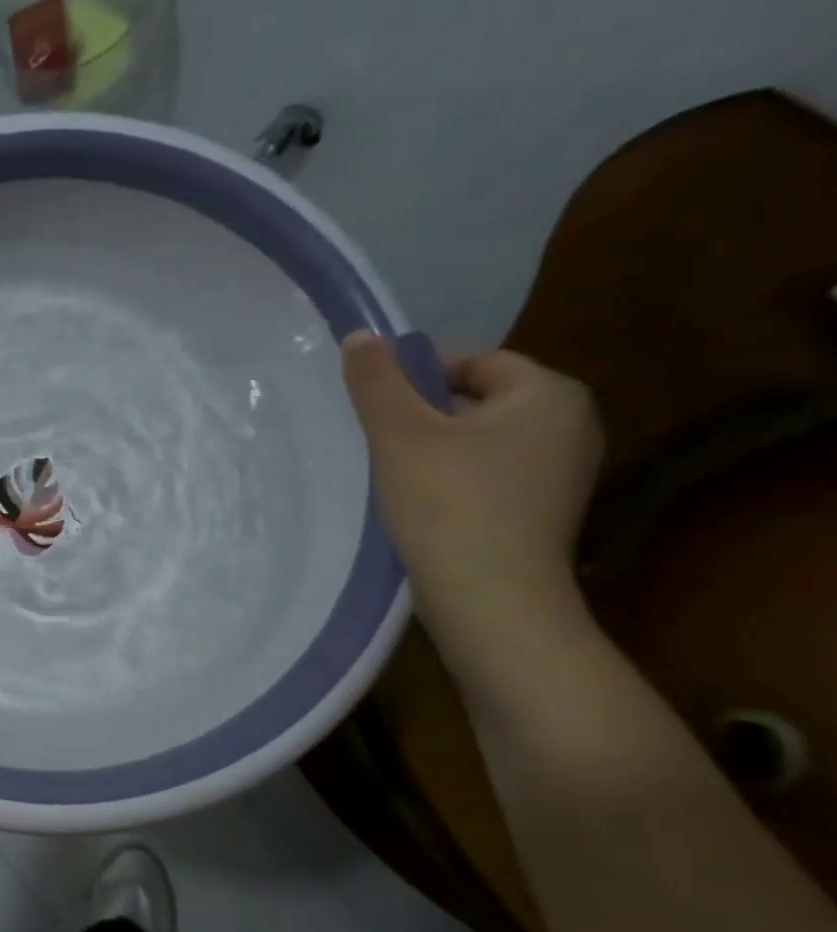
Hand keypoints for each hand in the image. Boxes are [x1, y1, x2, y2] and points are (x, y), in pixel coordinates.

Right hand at [341, 335, 603, 630]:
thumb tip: (359, 336)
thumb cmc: (448, 503)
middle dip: (427, 416)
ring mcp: (565, 473)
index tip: (378, 409)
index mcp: (549, 394)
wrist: (490, 596)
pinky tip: (424, 505)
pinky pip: (493, 476)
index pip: (476, 362)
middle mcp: (572, 425)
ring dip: (438, 451)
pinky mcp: (546, 512)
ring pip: (484, 442)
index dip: (419, 378)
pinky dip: (457, 481)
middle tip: (380, 443)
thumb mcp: (400, 434)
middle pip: (480, 401)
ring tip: (395, 475)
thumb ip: (378, 382)